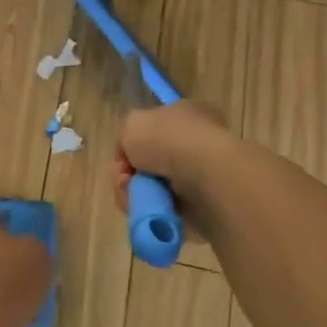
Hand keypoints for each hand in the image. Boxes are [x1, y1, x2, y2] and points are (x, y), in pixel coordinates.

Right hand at [111, 101, 231, 214]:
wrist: (202, 174)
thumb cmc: (168, 138)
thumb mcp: (133, 123)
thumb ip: (127, 136)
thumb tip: (131, 156)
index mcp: (189, 116)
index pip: (155, 130)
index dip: (134, 143)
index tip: (124, 154)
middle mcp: (197, 145)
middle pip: (151, 163)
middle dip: (131, 173)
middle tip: (125, 178)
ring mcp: (201, 178)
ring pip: (154, 188)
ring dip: (137, 193)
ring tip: (134, 194)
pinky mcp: (201, 208)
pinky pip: (164, 210)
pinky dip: (151, 210)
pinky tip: (147, 206)